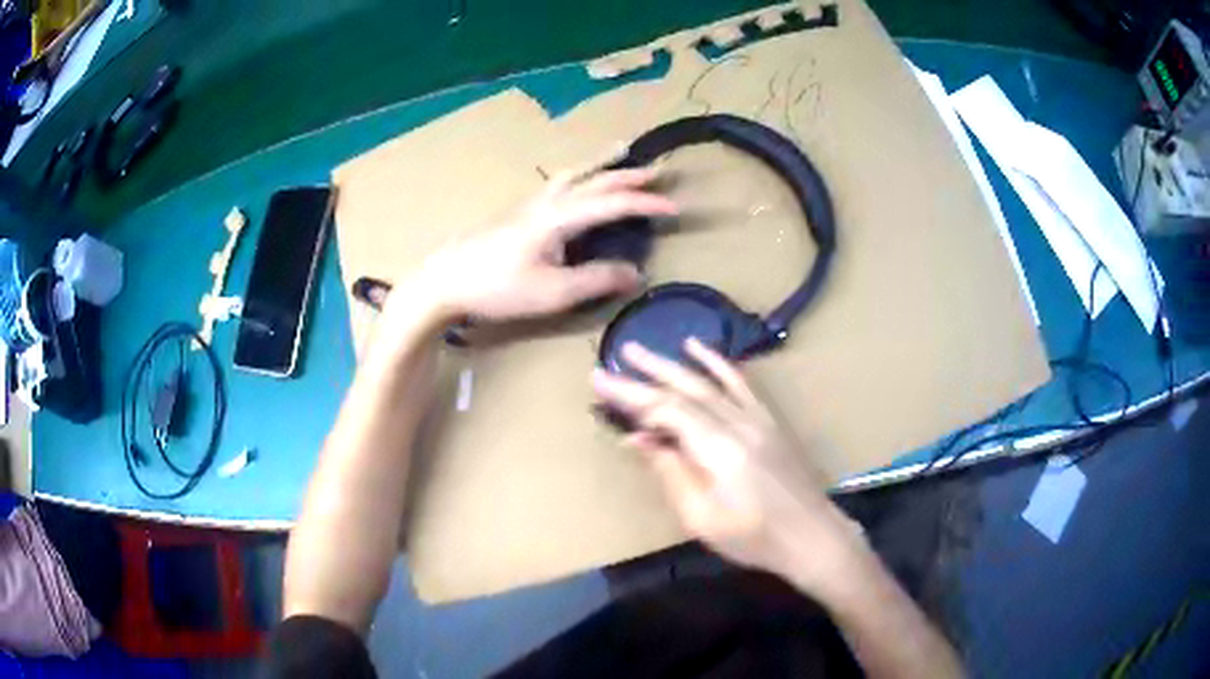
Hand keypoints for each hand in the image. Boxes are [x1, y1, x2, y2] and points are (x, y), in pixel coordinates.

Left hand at [399, 167, 676, 323]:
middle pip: (595, 180)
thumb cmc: (496, 288)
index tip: (676, 207)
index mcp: (558, 217)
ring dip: (602, 165)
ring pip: (574, 174)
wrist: (444, 281)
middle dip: (630, 176)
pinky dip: (581, 175)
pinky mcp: (518, 212)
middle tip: (658, 172)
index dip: (645, 204)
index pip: (612, 203)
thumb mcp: (551, 292)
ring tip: (620, 152)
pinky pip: (560, 184)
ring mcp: (530, 204)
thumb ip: (596, 281)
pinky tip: (577, 182)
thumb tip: (636, 273)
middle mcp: (547, 202)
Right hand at [592, 338, 866, 592]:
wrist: (811, 535)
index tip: (599, 380)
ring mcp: (757, 417)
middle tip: (616, 354)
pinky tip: (699, 349)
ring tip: (644, 349)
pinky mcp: (769, 419)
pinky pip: (740, 382)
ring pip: (709, 381)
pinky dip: (717, 363)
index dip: (630, 395)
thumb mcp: (701, 517)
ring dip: (674, 363)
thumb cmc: (753, 536)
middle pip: (685, 389)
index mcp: (718, 448)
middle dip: (647, 371)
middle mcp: (737, 422)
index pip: (666, 410)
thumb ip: (670, 471)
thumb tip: (638, 437)